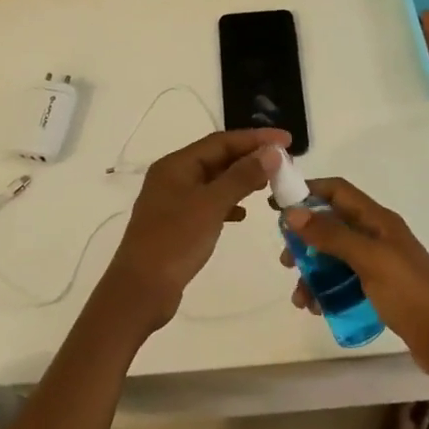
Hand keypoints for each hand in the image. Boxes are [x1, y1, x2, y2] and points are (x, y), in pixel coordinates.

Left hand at [101, 127, 290, 335]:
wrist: (141, 290)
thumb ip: (241, 176)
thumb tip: (271, 153)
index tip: (286, 140)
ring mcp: (173, 201)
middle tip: (283, 162)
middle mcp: (172, 177)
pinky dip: (228, 204)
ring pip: (214, 181)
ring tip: (269, 184)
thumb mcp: (211, 205)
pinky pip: (209, 203)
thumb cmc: (175, 242)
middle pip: (217, 158)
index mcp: (176, 165)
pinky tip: (244, 213)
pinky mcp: (177, 224)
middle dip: (250, 157)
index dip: (255, 138)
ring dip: (241, 179)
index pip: (221, 141)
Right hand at [282, 179, 428, 378]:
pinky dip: (326, 290)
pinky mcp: (378, 288)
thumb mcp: (369, 260)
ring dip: (312, 272)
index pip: (338, 191)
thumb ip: (332, 235)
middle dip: (305, 239)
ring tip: (299, 297)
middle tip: (286, 260)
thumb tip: (292, 212)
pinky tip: (316, 308)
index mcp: (378, 220)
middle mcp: (377, 235)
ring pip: (334, 256)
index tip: (276, 204)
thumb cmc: (410, 293)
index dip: (308, 191)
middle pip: (332, 224)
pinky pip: (343, 280)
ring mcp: (378, 262)